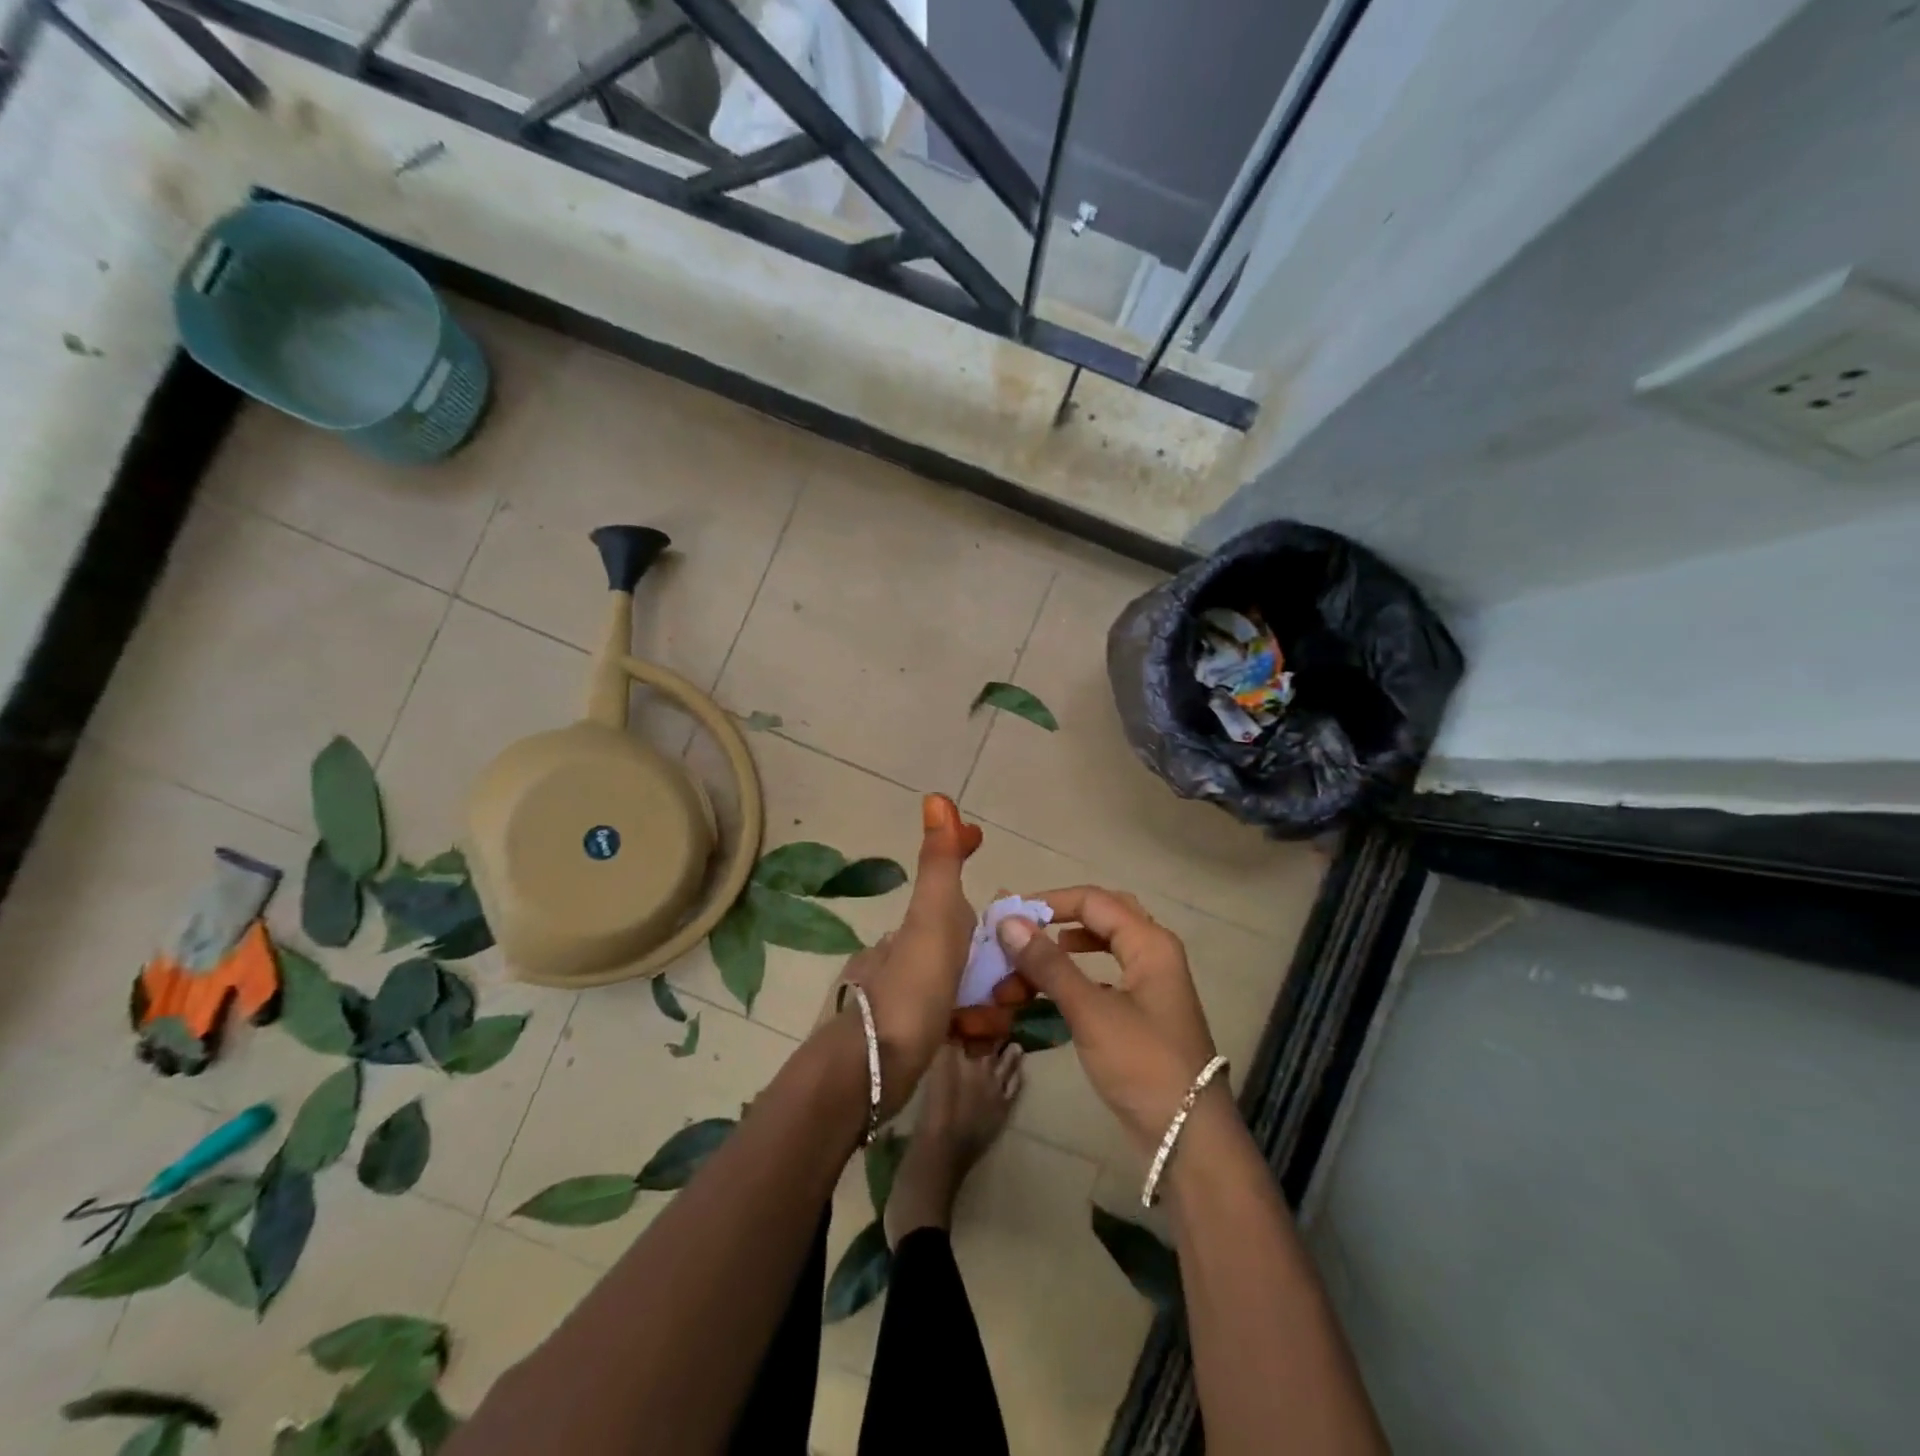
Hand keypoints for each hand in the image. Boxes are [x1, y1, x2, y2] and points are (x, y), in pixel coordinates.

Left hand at [829, 794, 979, 1117]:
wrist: (875, 1064)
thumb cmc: (914, 984)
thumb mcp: (934, 915)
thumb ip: (941, 861)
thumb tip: (936, 795)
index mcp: (932, 919)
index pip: (971, 895)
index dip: (998, 903)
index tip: (1026, 934)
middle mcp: (929, 949)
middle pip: (989, 953)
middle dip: (1006, 972)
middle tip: (1009, 992)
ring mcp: (926, 989)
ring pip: (982, 990)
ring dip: (991, 1007)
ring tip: (981, 1025)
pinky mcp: (927, 1028)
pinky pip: (968, 1022)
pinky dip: (974, 1031)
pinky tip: (968, 1042)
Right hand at [997, 887, 1218, 1157]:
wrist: (1187, 1137)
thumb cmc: (1143, 1064)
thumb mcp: (1091, 1011)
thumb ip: (1049, 964)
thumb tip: (1008, 921)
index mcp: (1150, 943)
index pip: (1094, 901)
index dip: (1049, 902)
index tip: (1008, 915)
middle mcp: (1153, 954)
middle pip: (1101, 917)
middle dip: (1058, 922)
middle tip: (1022, 932)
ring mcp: (1149, 985)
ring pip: (1101, 949)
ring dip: (1062, 953)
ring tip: (1028, 965)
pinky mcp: (1141, 1013)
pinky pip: (1103, 978)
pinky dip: (1074, 978)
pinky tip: (1051, 993)